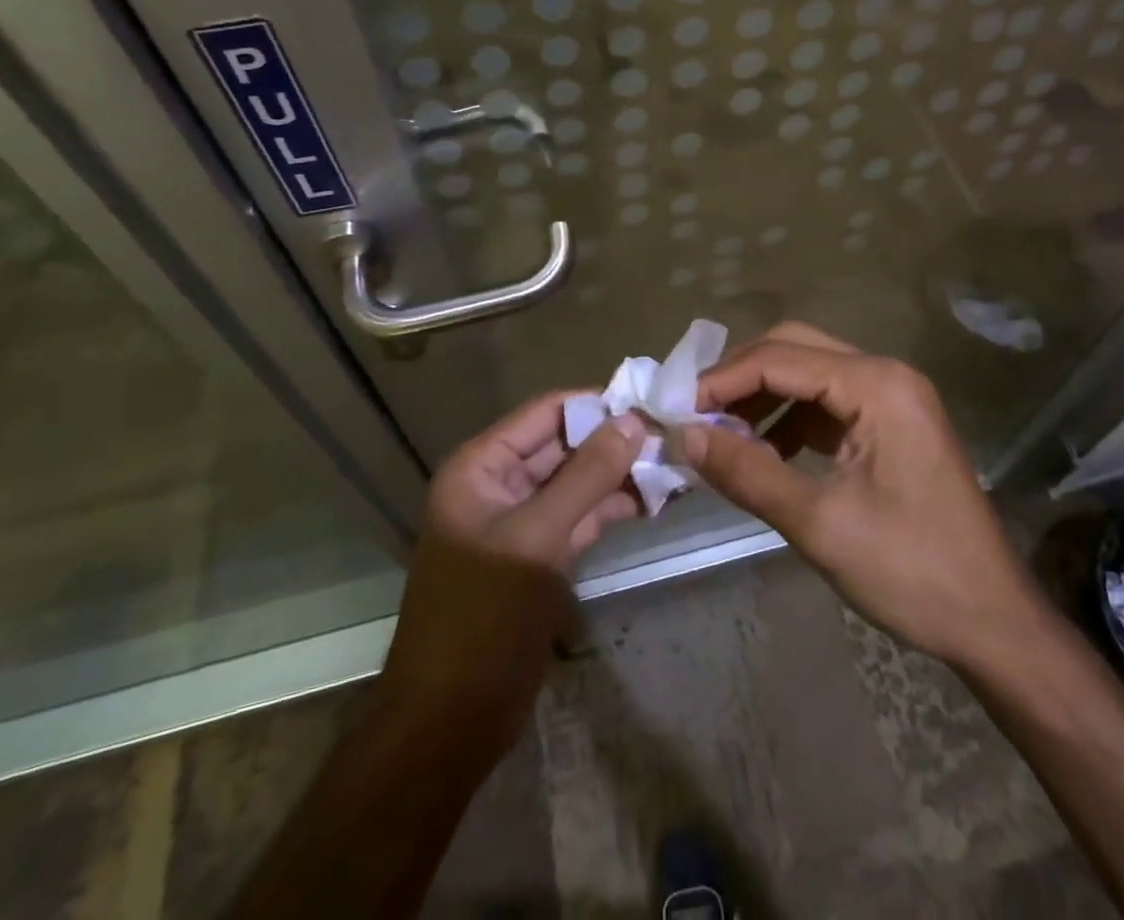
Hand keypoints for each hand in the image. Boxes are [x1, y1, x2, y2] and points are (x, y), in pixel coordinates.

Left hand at [377, 390, 642, 754]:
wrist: (450, 723)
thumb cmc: (483, 617)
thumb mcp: (538, 538)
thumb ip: (587, 476)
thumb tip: (633, 420)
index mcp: (481, 467)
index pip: (545, 414)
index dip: (595, 404)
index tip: (650, 399)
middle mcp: (498, 485)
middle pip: (563, 446)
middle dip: (614, 441)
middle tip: (673, 434)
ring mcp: (521, 522)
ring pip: (576, 482)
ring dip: (619, 474)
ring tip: (674, 464)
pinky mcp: (539, 556)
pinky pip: (579, 516)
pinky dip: (612, 507)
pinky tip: (653, 500)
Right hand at [680, 323, 1047, 672]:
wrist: (993, 622)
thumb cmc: (911, 571)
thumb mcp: (819, 523)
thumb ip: (749, 472)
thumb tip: (686, 436)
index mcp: (876, 385)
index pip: (780, 359)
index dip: (722, 379)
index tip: (676, 410)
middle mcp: (885, 375)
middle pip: (794, 350)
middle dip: (740, 378)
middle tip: (695, 413)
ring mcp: (892, 398)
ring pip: (809, 374)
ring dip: (762, 398)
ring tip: (720, 434)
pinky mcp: (891, 424)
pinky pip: (827, 403)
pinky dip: (789, 420)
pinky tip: (763, 452)